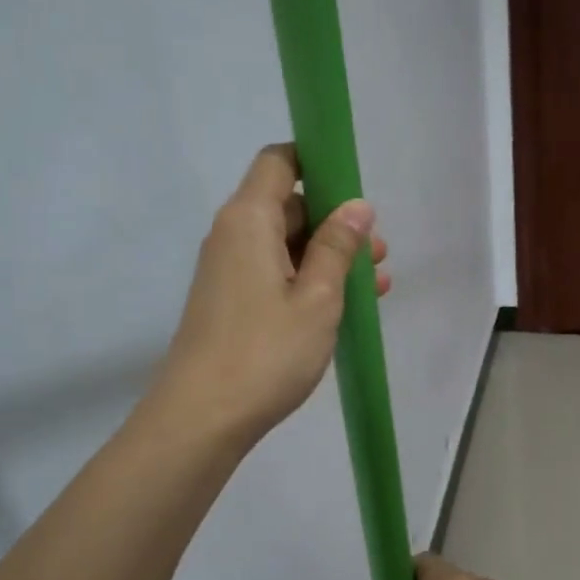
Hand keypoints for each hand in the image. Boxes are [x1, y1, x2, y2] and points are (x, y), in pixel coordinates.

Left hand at [155, 144, 389, 446]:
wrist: (202, 418)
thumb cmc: (266, 352)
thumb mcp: (317, 298)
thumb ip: (337, 247)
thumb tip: (357, 206)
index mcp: (248, 219)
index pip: (279, 161)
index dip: (317, 163)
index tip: (355, 190)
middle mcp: (232, 235)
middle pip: (287, 205)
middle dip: (335, 221)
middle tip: (378, 252)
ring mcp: (228, 271)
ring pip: (285, 245)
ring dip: (328, 256)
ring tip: (376, 283)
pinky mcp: (230, 302)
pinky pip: (274, 274)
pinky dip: (308, 280)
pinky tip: (345, 306)